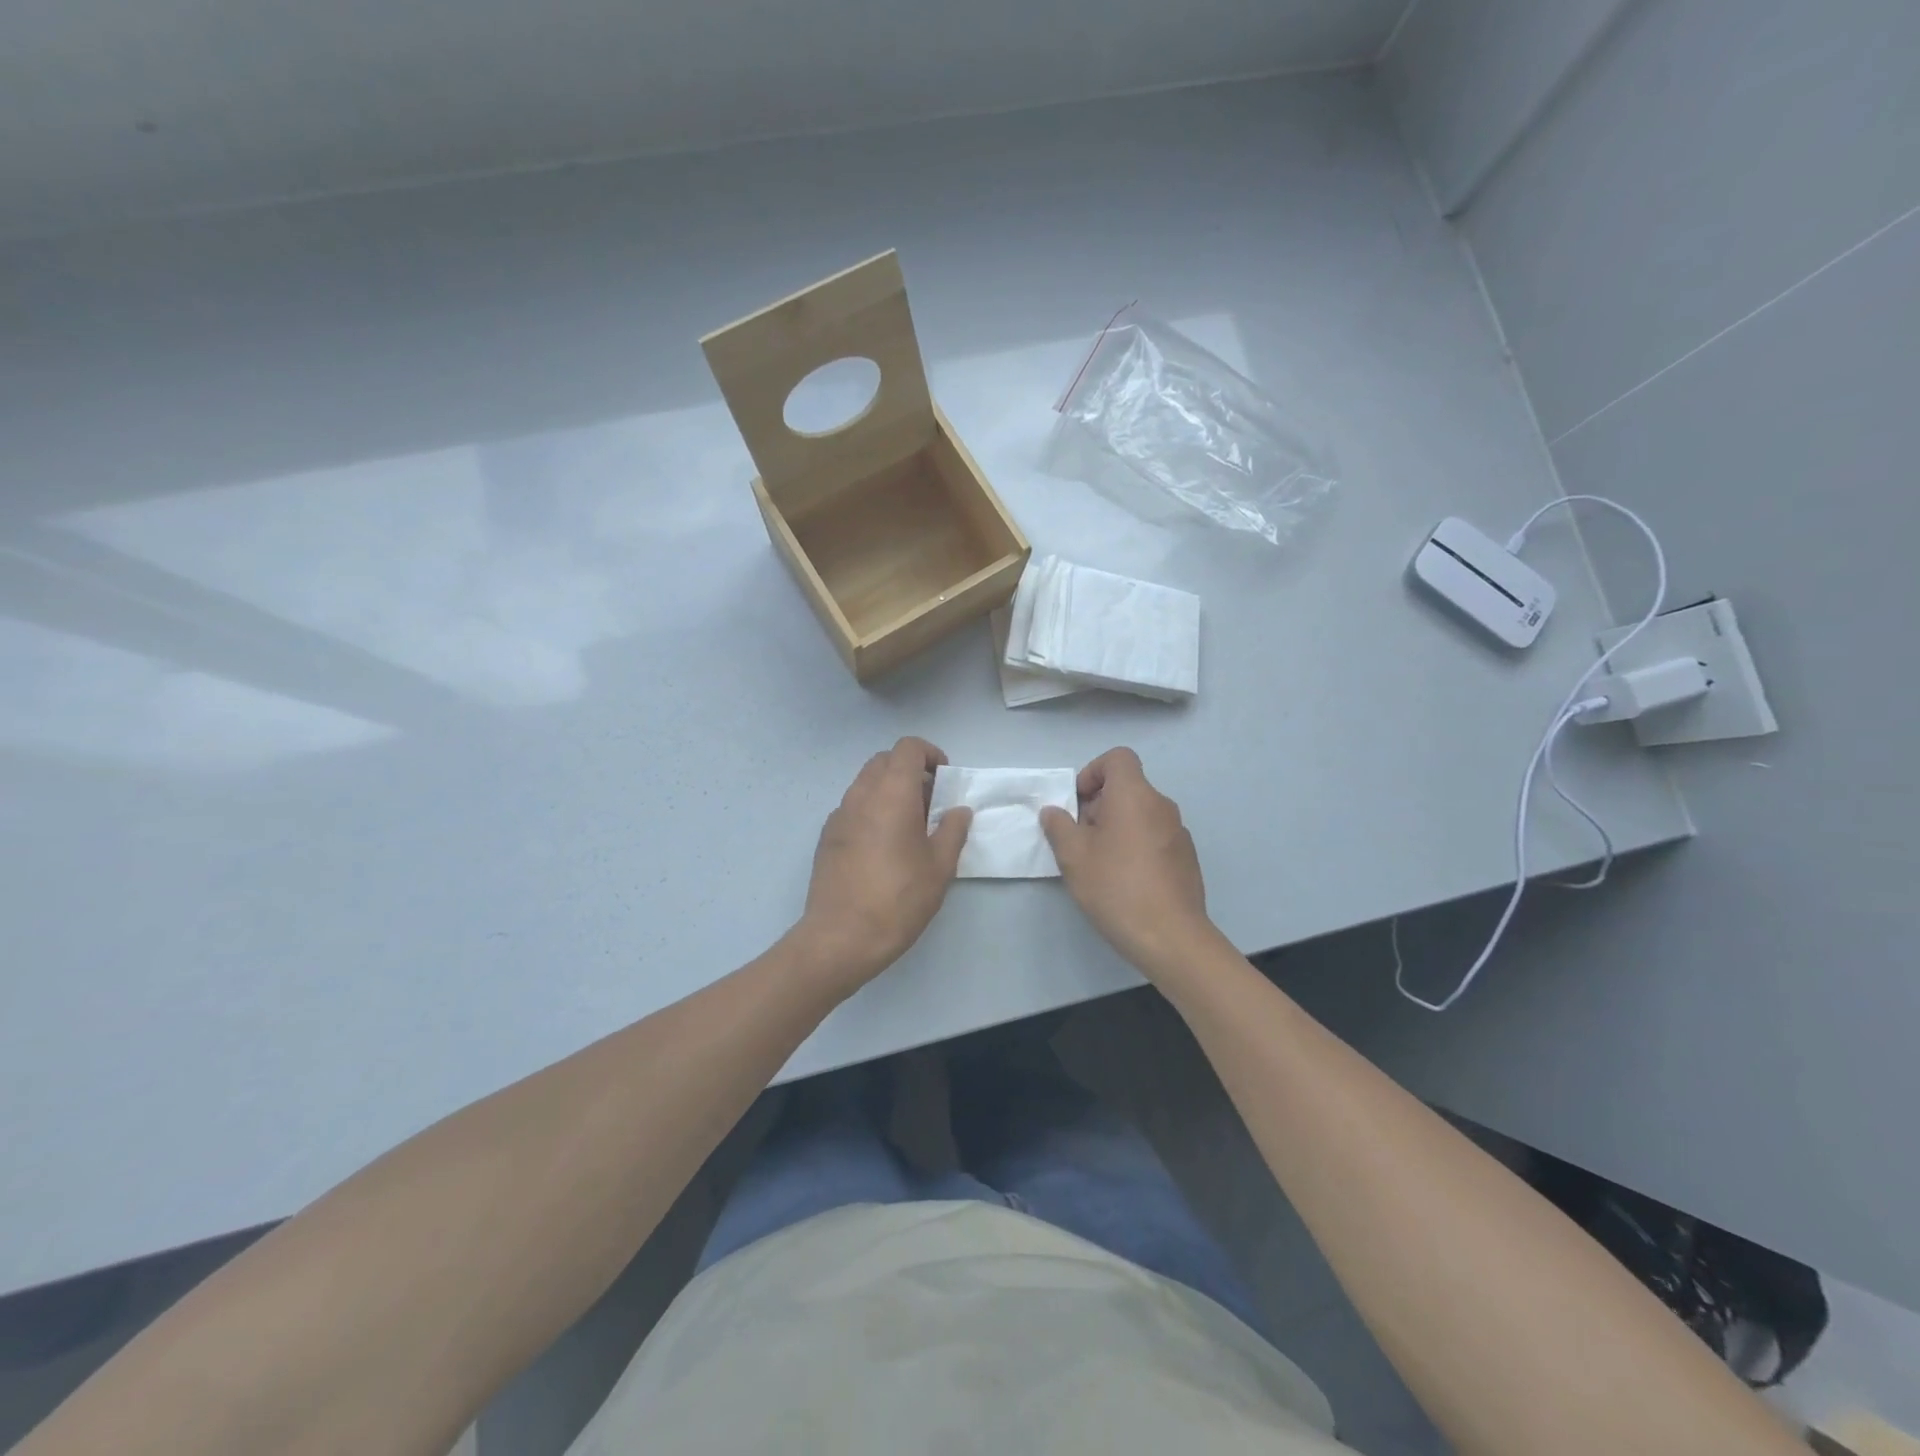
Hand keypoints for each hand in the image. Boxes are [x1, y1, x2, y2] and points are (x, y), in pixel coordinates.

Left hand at [796, 737, 970, 990]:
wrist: (840, 937)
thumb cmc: (898, 898)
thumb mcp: (939, 867)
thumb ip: (952, 831)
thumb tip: (958, 811)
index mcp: (891, 794)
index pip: (907, 747)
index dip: (929, 754)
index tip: (944, 781)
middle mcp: (860, 795)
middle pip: (884, 761)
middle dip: (910, 771)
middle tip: (930, 803)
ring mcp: (838, 815)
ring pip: (866, 784)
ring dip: (890, 791)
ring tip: (909, 828)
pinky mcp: (827, 837)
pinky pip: (853, 808)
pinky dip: (872, 811)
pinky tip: (883, 847)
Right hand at [1042, 748, 1214, 975]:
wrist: (1170, 936)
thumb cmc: (1116, 887)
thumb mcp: (1073, 856)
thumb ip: (1059, 827)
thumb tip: (1054, 812)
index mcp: (1134, 795)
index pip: (1118, 758)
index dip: (1093, 772)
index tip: (1078, 803)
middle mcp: (1161, 806)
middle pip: (1127, 788)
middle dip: (1099, 806)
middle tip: (1080, 839)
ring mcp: (1178, 832)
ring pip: (1140, 815)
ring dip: (1117, 828)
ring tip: (1099, 864)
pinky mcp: (1186, 858)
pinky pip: (1155, 837)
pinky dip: (1136, 846)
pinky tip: (1125, 881)